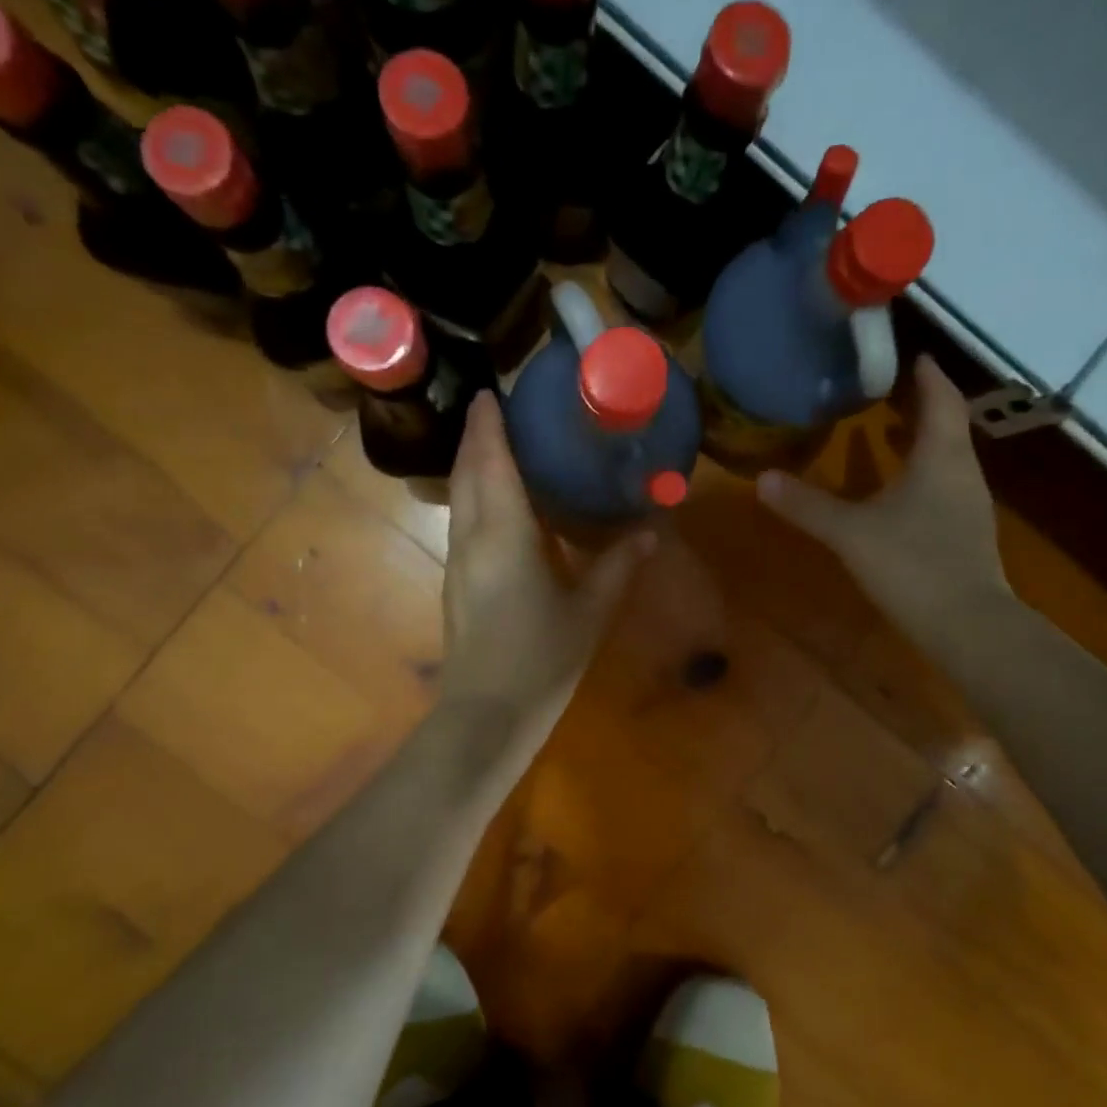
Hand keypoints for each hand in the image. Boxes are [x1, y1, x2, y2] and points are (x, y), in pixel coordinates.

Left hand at [438, 392, 653, 740]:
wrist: (487, 713)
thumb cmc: (542, 659)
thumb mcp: (590, 612)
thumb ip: (618, 566)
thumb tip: (650, 530)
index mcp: (505, 536)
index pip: (491, 464)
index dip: (489, 426)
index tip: (492, 394)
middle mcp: (472, 538)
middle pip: (467, 473)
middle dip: (477, 437)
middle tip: (496, 408)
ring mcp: (458, 560)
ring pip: (459, 498)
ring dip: (471, 465)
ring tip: (496, 444)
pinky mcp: (456, 580)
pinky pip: (462, 520)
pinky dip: (474, 495)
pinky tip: (496, 501)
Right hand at [756, 356, 1009, 634]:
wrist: (966, 625)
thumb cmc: (912, 564)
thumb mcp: (850, 532)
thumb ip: (808, 506)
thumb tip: (762, 480)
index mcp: (941, 458)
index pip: (942, 401)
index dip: (929, 377)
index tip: (916, 356)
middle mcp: (962, 473)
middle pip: (948, 427)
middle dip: (923, 406)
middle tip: (892, 392)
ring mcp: (969, 505)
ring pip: (947, 458)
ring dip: (921, 441)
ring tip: (889, 433)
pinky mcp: (965, 533)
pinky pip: (944, 486)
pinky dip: (922, 474)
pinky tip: (898, 491)